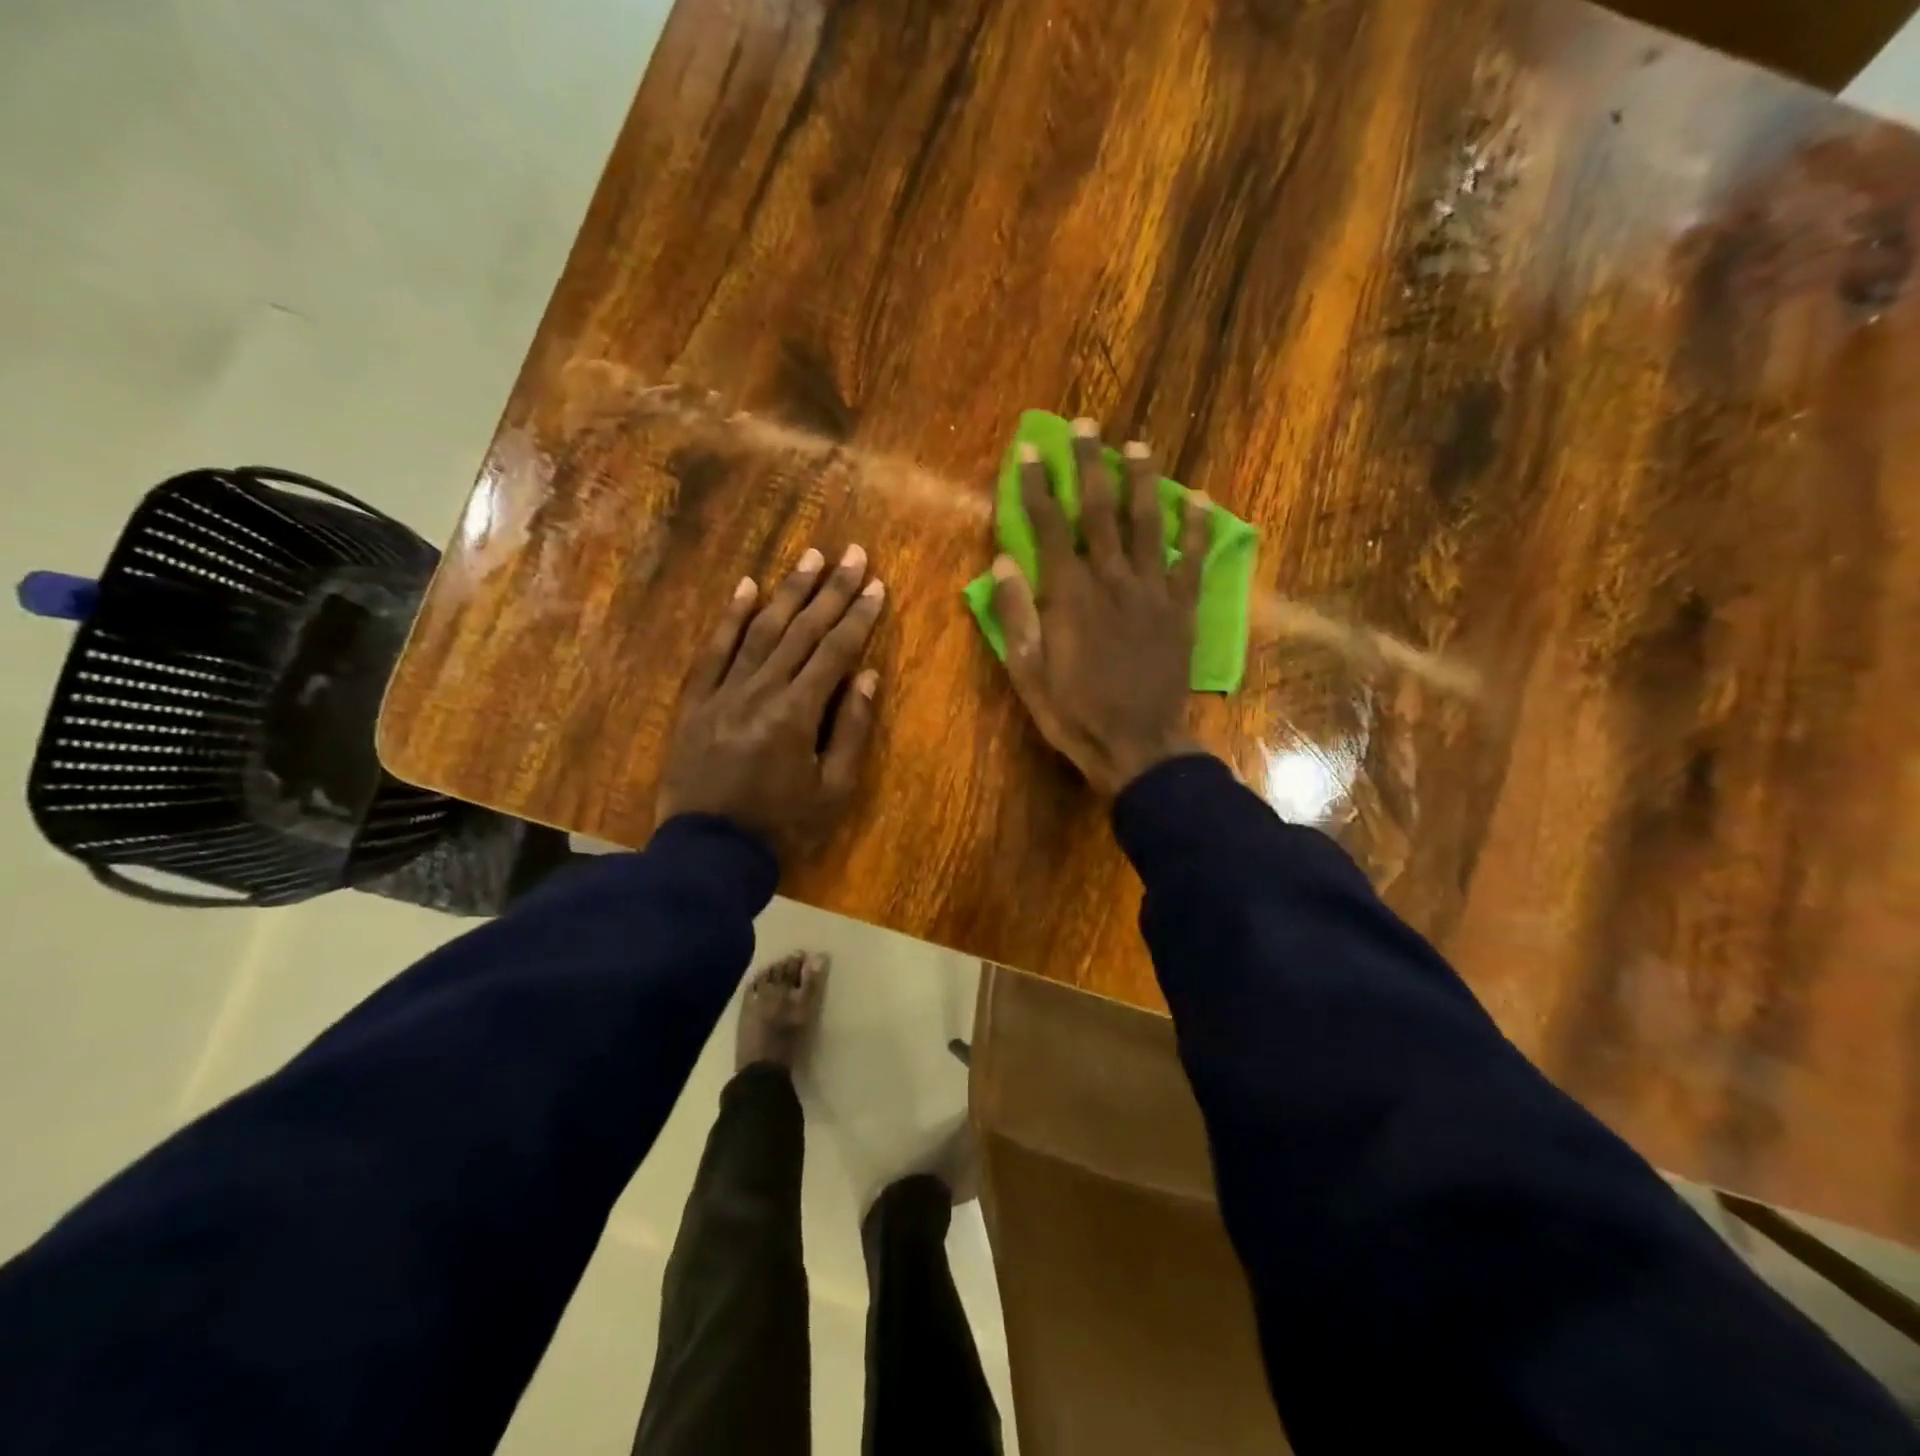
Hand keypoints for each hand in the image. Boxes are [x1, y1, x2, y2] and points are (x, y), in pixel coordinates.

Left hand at [658, 545, 884, 867]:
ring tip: (810, 557)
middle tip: (853, 554)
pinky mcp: (696, 701)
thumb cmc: (782, 825)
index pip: (835, 651)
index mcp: (797, 712)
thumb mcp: (833, 790)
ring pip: (760, 630)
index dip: (858, 615)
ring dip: (787, 591)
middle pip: (801, 630)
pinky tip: (747, 587)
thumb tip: (866, 675)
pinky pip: (713, 651)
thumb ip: (851, 730)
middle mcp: (760, 690)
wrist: (708, 851)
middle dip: (831, 590)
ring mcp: (723, 692)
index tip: (877, 583)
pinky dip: (731, 617)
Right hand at [991, 421, 1208, 795]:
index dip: (1036, 486)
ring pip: (1147, 524)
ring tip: (1137, 446)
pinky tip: (1198, 499)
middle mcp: (1112, 580)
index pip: (1049, 526)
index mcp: (1069, 594)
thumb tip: (1002, 563)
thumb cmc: (1074, 712)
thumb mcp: (1027, 672)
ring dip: (1141, 481)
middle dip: (1089, 465)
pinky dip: (1197, 528)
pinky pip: (1192, 560)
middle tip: (1086, 426)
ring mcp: (1153, 591)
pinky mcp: (1182, 609)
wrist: (1137, 745)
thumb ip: (1015, 615)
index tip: (1027, 451)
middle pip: (1099, 510)